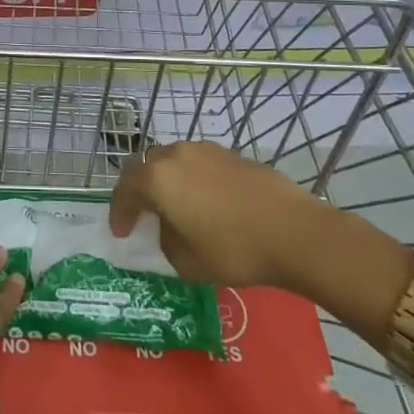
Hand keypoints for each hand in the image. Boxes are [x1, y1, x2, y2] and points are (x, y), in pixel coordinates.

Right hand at [109, 141, 314, 287]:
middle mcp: (176, 155)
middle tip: (144, 214)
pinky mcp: (232, 154)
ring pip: (174, 161)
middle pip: (146, 166)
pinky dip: (193, 180)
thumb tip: (170, 228)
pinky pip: (200, 164)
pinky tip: (208, 203)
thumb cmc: (234, 250)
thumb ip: (167, 241)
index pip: (125, 189)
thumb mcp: (187, 262)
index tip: (121, 232)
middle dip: (140, 190)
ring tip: (177, 207)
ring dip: (168, 181)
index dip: (119, 211)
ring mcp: (206, 151)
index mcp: (158, 179)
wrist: (295, 232)